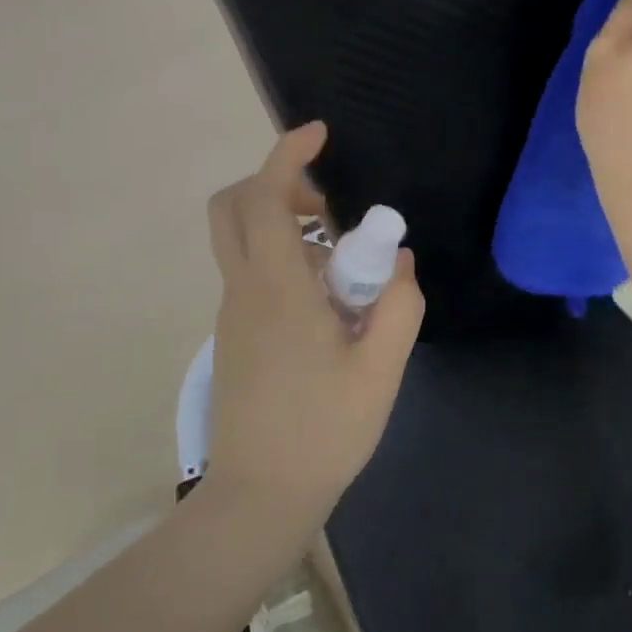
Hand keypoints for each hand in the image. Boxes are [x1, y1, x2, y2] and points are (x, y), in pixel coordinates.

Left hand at [203, 123, 424, 516]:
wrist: (260, 497)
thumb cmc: (324, 431)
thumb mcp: (381, 368)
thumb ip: (399, 304)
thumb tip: (397, 260)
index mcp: (277, 290)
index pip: (265, 199)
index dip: (287, 155)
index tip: (319, 134)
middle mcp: (244, 291)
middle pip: (232, 207)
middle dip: (275, 185)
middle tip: (327, 207)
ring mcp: (232, 315)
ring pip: (243, 241)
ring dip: (287, 227)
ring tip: (344, 268)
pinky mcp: (234, 336)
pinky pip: (252, 274)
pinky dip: (285, 261)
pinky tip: (328, 306)